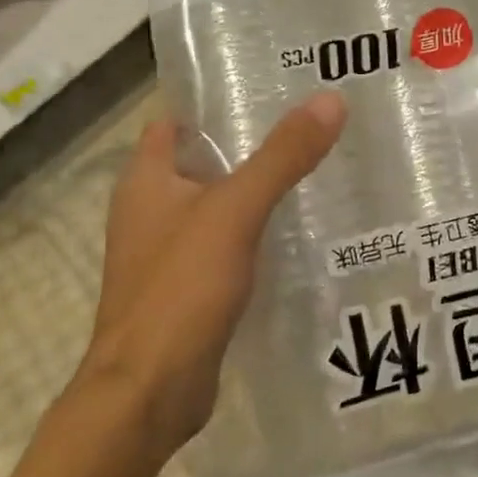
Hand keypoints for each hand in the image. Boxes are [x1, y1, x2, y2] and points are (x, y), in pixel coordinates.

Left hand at [77, 91, 347, 456]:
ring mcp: (168, 250)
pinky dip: (256, 230)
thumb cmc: (180, 289)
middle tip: (311, 123)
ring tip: (317, 167)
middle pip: (204, 158)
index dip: (217, 98)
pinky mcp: (189, 286)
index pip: (178, 118)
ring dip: (257, 187)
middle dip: (251, 141)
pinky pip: (227, 242)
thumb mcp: (235, 211)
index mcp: (146, 179)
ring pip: (218, 202)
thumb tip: (331, 100)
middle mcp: (151, 208)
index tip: (272, 83)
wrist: (149, 393)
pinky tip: (299, 230)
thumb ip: (282, 156)